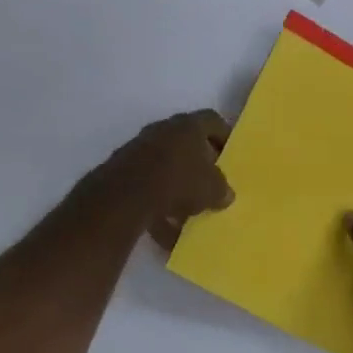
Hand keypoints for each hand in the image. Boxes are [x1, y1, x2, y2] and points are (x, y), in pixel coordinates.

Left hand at [93, 110, 234, 247]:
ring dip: (177, 187)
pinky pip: (147, 186)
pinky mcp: (123, 170)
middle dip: (199, 164)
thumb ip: (222, 189)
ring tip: (189, 214)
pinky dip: (157, 205)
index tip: (230, 155)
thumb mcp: (212, 189)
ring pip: (165, 166)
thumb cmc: (180, 181)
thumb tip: (225, 194)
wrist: (127, 194)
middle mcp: (163, 130)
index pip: (212, 121)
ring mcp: (140, 148)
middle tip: (210, 184)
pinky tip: (166, 232)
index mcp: (188, 125)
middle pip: (187, 143)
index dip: (223, 136)